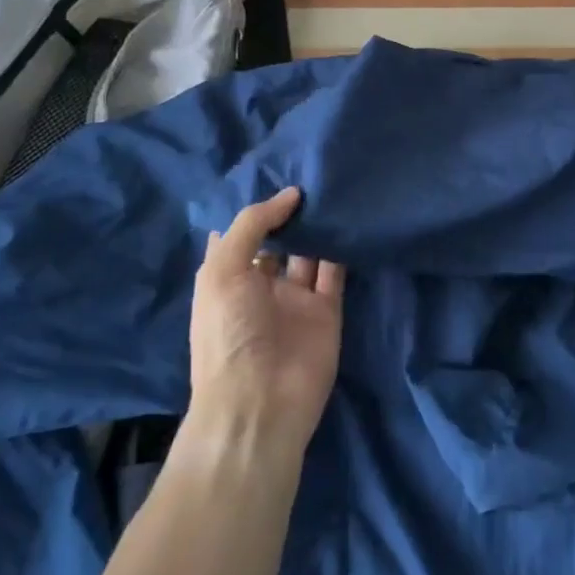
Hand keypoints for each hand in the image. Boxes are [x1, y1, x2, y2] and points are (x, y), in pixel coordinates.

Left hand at [188, 188, 345, 456]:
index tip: (279, 173)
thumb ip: (252, 224)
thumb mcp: (223, 269)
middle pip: (279, 240)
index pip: (242, 234)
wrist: (260, 402)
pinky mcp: (327, 311)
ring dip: (319, 226)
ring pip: (310, 253)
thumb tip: (290, 195)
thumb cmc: (228, 332)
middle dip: (292, 213)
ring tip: (335, 188)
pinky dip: (343, 248)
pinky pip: (335, 272)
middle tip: (314, 174)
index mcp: (227, 278)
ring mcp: (295, 299)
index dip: (257, 207)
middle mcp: (261, 286)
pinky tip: (351, 218)